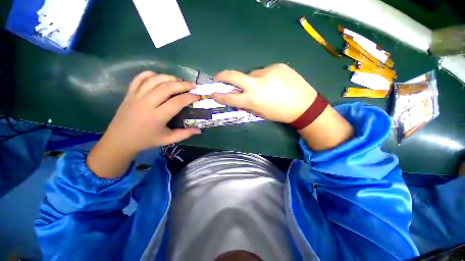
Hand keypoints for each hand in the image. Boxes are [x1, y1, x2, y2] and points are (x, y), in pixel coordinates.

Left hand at [87, 71, 200, 177]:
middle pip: (167, 87)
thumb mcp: (168, 140)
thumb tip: (199, 130)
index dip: (189, 97)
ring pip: (155, 79)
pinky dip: (151, 74)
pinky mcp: (129, 93)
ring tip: (179, 80)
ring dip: (169, 77)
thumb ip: (185, 134)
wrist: (119, 140)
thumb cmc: (146, 140)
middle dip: (183, 84)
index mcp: (157, 117)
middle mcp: (146, 103)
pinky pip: (140, 78)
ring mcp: (136, 96)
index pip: (177, 102)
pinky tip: (160, 78)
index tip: (197, 96)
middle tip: (193, 85)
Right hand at [211, 63, 316, 122]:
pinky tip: (274, 82)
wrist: (304, 105)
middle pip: (233, 76)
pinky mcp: (277, 65)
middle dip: (222, 76)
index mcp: (253, 99)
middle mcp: (257, 84)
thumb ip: (247, 104)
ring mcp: (267, 72)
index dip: (219, 95)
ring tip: (263, 86)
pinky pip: (264, 71)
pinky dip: (264, 77)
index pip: (230, 97)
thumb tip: (237, 97)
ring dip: (251, 80)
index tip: (212, 93)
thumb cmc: (280, 113)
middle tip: (218, 77)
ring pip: (251, 73)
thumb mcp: (260, 113)